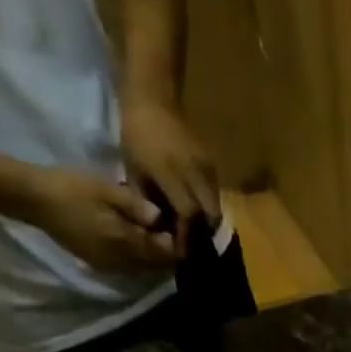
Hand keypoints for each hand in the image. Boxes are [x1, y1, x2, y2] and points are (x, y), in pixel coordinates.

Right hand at [23, 167, 177, 270]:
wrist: (36, 200)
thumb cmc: (72, 188)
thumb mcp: (106, 190)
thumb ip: (134, 206)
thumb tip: (160, 217)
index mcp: (125, 243)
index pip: (162, 254)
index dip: (175, 245)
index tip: (179, 230)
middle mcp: (121, 262)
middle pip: (154, 266)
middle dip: (165, 253)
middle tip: (170, 233)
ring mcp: (109, 267)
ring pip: (142, 269)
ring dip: (152, 258)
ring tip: (156, 237)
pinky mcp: (99, 265)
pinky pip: (128, 268)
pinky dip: (137, 259)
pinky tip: (136, 242)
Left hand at [119, 95, 219, 242]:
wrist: (152, 98)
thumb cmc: (136, 136)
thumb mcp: (134, 173)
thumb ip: (147, 204)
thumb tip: (159, 233)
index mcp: (169, 171)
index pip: (188, 214)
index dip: (186, 237)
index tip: (181, 253)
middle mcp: (193, 169)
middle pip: (209, 214)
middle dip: (202, 234)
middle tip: (192, 246)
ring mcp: (206, 165)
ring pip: (216, 206)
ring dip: (207, 223)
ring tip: (194, 232)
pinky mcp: (213, 163)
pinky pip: (216, 194)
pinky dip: (208, 208)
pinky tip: (197, 212)